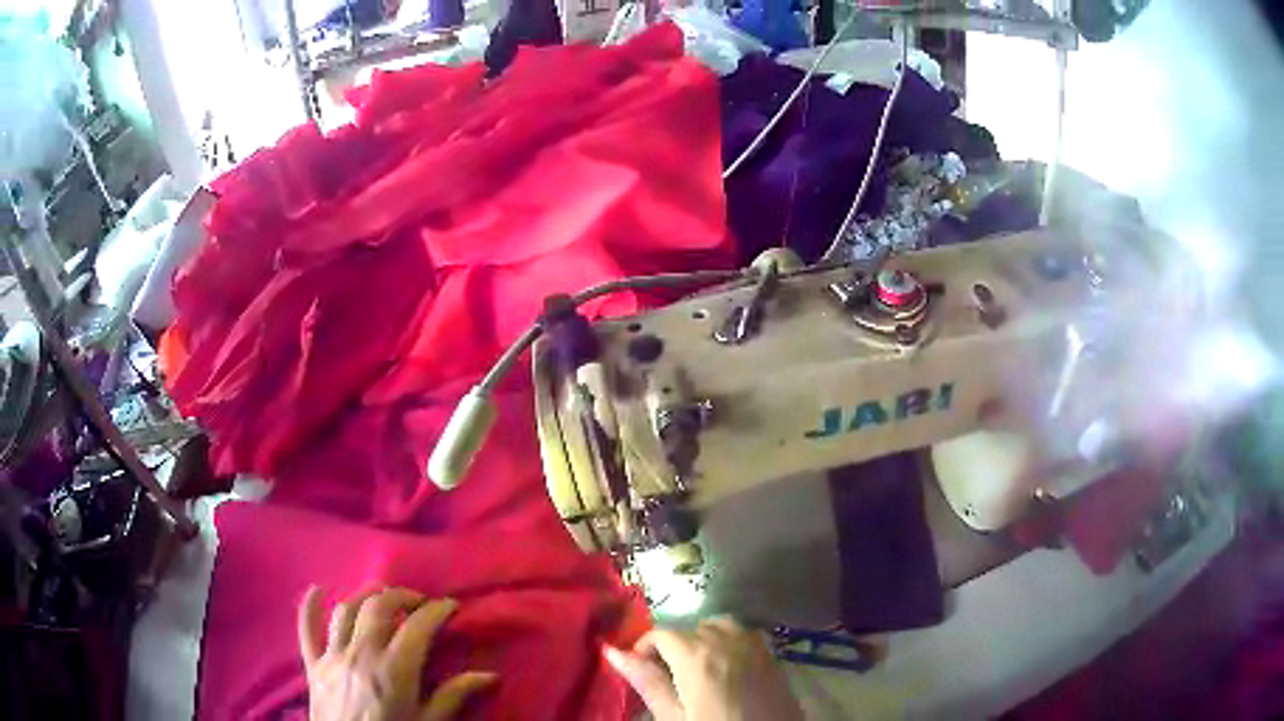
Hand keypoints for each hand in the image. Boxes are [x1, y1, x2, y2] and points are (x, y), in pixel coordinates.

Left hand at [297, 586, 495, 720]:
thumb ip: (453, 696)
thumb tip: (489, 675)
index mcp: (394, 669)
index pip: (418, 627)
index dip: (437, 610)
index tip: (451, 606)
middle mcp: (361, 653)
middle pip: (378, 607)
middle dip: (401, 596)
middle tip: (419, 602)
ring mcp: (332, 656)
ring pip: (345, 611)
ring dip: (365, 597)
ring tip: (382, 596)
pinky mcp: (312, 665)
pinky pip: (306, 629)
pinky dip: (309, 607)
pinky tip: (316, 590)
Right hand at [604, 617, 802, 720]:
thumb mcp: (674, 716)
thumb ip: (646, 681)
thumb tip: (612, 651)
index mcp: (696, 654)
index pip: (660, 633)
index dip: (643, 648)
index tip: (639, 671)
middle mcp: (726, 639)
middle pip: (690, 628)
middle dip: (673, 648)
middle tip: (667, 678)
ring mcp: (754, 645)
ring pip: (719, 625)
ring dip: (702, 640)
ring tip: (695, 670)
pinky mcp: (772, 655)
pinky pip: (744, 634)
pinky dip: (729, 641)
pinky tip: (726, 669)